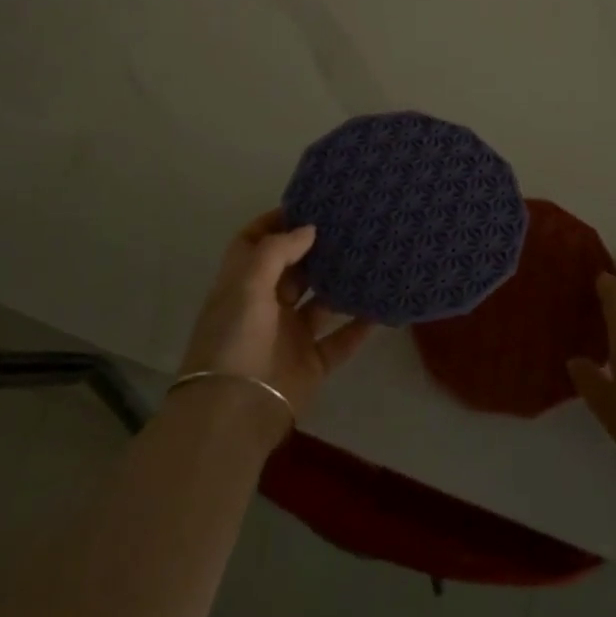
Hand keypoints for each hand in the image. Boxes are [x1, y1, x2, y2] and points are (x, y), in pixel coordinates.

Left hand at [177, 211, 374, 443]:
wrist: (234, 412)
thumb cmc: (235, 339)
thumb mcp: (248, 284)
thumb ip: (278, 251)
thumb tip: (309, 229)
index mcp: (241, 284)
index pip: (254, 243)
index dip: (276, 222)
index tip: (309, 204)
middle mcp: (264, 306)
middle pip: (292, 270)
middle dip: (315, 249)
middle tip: (350, 226)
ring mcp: (289, 336)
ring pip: (320, 303)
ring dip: (340, 285)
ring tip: (371, 258)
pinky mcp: (311, 363)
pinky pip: (340, 340)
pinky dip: (359, 326)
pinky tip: (381, 307)